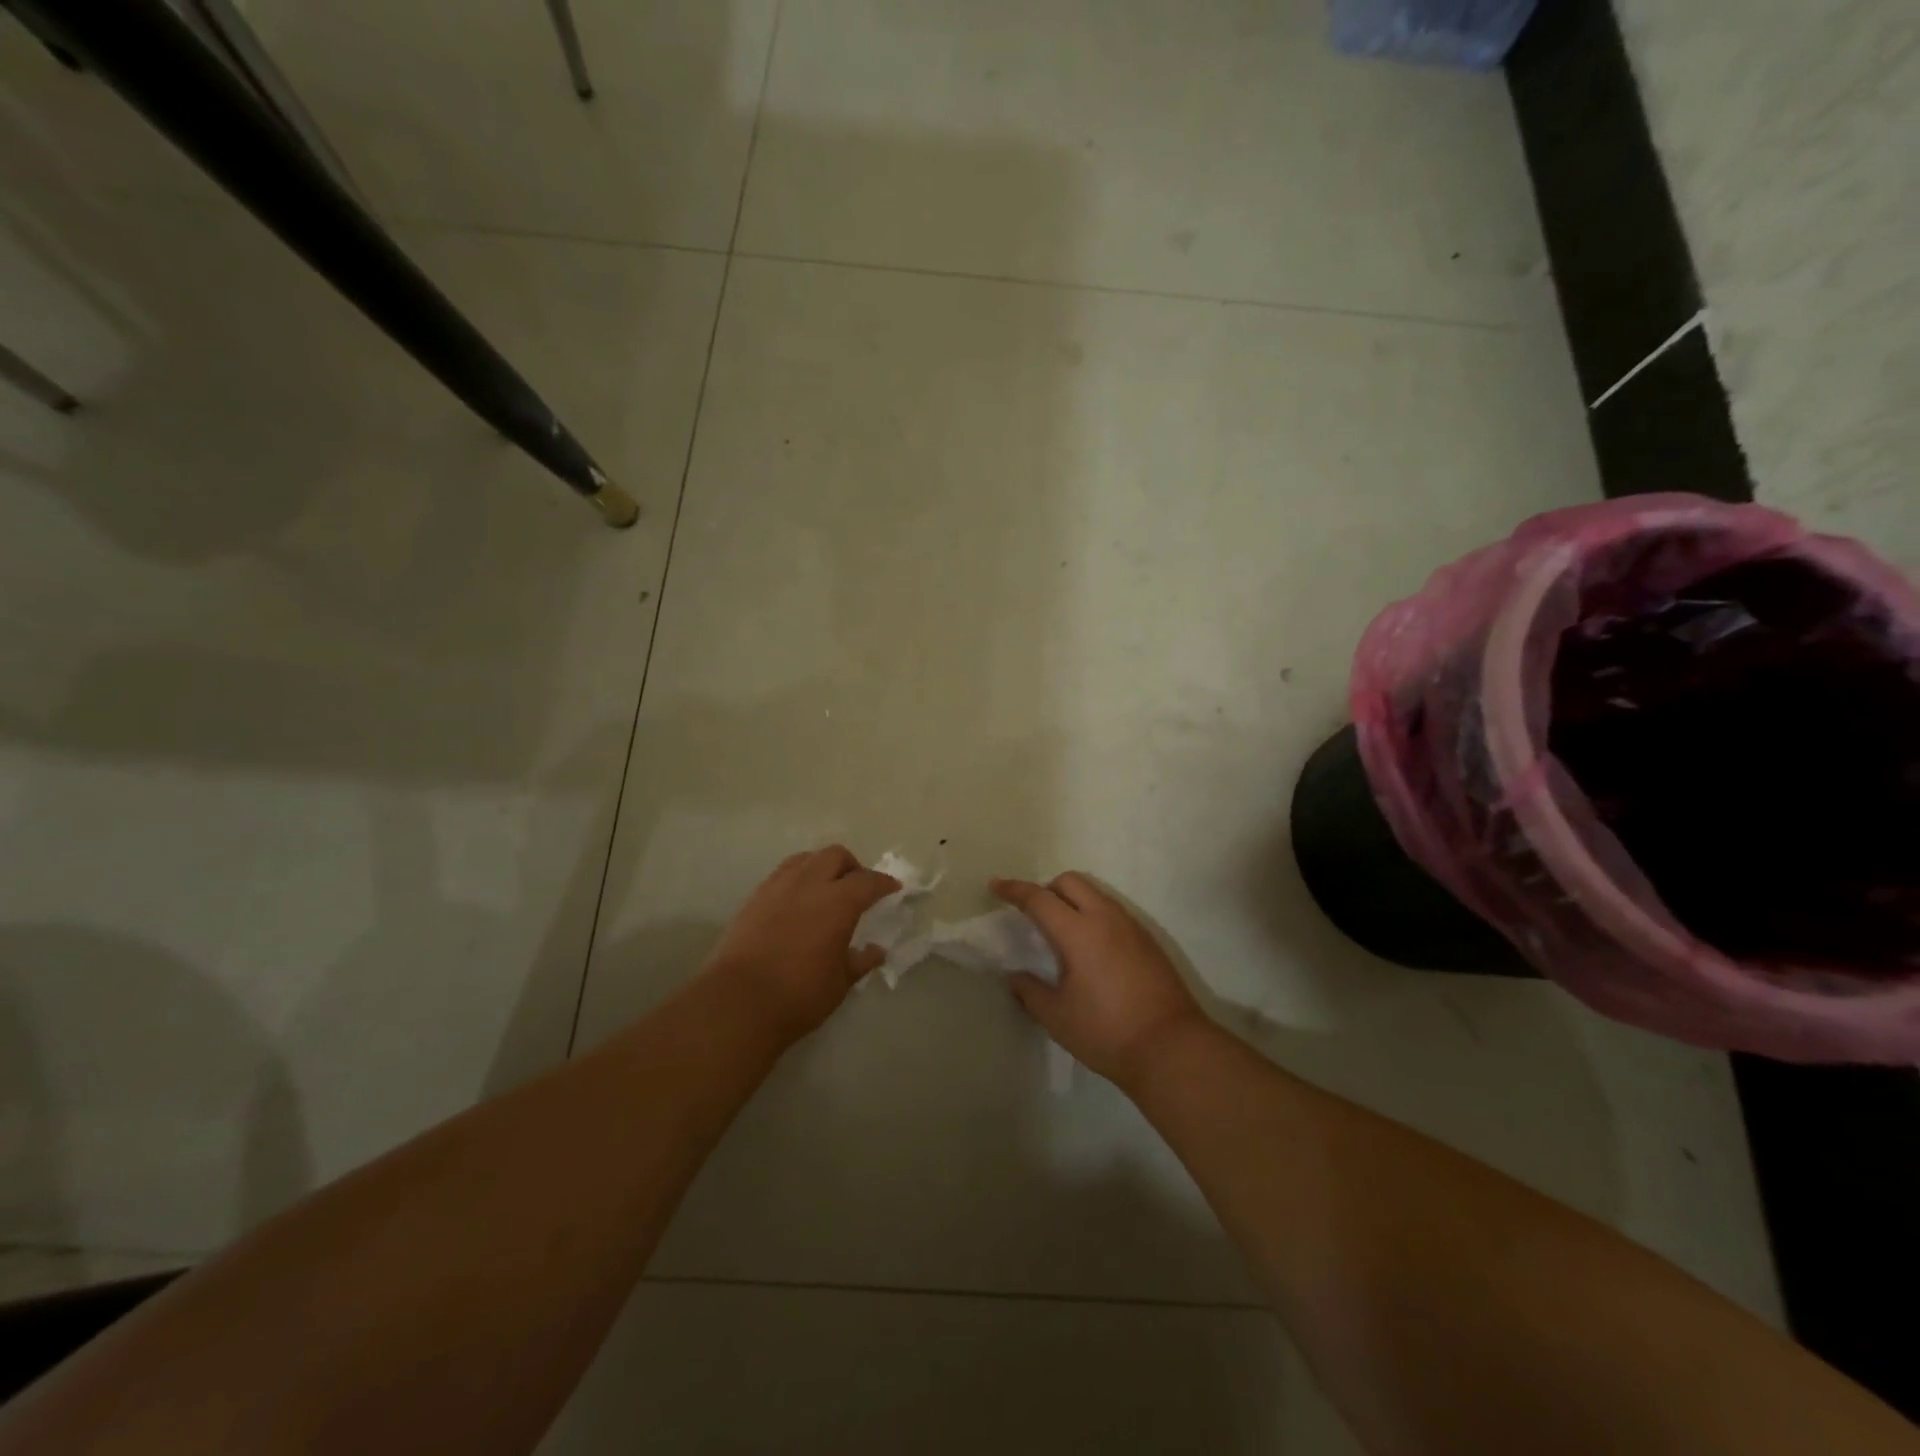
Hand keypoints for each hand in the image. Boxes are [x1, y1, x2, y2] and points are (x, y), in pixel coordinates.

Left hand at [704, 846, 899, 1044]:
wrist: (737, 1003)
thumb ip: (860, 961)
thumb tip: (876, 951)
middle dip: (852, 867)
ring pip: (805, 859)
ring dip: (822, 867)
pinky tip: (797, 902)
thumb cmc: (799, 995)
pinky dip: (797, 879)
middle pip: (835, 856)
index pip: (868, 881)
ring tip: (826, 889)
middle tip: (858, 888)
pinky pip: (782, 874)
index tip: (893, 888)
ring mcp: (777, 887)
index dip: (884, 883)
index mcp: (838, 901)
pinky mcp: (754, 898)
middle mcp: (809, 884)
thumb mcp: (840, 983)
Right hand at [990, 873, 1207, 1088]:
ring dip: (1072, 900)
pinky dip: (1093, 915)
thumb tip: (1015, 976)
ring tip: (1060, 932)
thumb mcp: (1057, 1017)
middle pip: (1070, 881)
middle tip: (1032, 914)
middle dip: (1046, 888)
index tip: (996, 886)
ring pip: (1095, 893)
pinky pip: (1113, 911)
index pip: (1039, 898)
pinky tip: (1090, 948)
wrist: (1172, 1048)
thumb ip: (1030, 991)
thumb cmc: (1106, 1032)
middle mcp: (1106, 918)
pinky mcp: (1148, 941)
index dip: (1014, 890)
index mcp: (1078, 932)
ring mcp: (1131, 927)